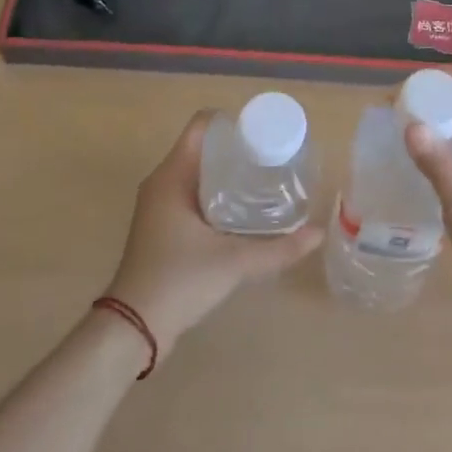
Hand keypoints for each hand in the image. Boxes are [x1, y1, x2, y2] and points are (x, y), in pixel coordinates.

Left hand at [104, 110, 322, 362]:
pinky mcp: (160, 226)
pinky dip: (215, 192)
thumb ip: (278, 249)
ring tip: (263, 179)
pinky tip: (241, 209)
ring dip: (226, 172)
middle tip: (272, 157)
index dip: (232, 122)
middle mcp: (161, 182)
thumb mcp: (233, 262)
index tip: (263, 133)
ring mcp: (158, 205)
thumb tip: (318, 233)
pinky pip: (190, 193)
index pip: (201, 126)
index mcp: (171, 176)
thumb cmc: (178, 281)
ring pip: (196, 172)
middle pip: (202, 147)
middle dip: (236, 148)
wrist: (133, 329)